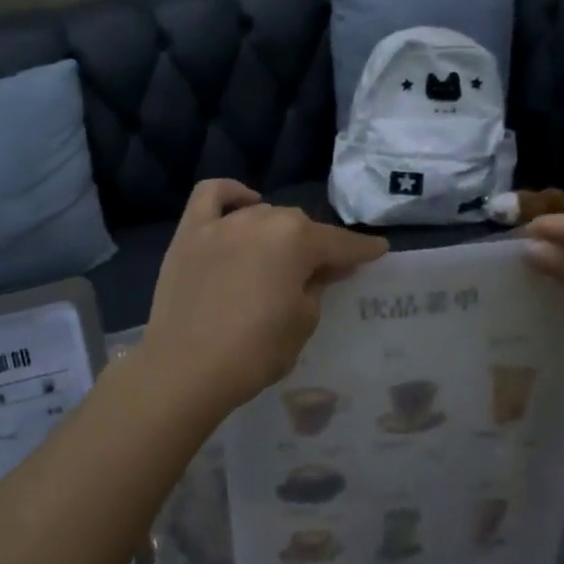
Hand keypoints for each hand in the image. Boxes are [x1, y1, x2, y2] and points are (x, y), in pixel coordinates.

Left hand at [140, 180, 388, 415]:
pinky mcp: (189, 233)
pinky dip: (231, 194)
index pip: (340, 243)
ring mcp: (222, 224)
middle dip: (316, 246)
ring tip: (282, 255)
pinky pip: (211, 196)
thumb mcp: (302, 323)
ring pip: (262, 214)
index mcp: (297, 240)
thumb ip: (317, 287)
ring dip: (278, 232)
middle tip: (324, 272)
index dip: (362, 249)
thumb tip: (322, 269)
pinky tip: (244, 203)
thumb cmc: (254, 352)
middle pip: (299, 227)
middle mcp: (262, 220)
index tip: (378, 251)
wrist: (185, 369)